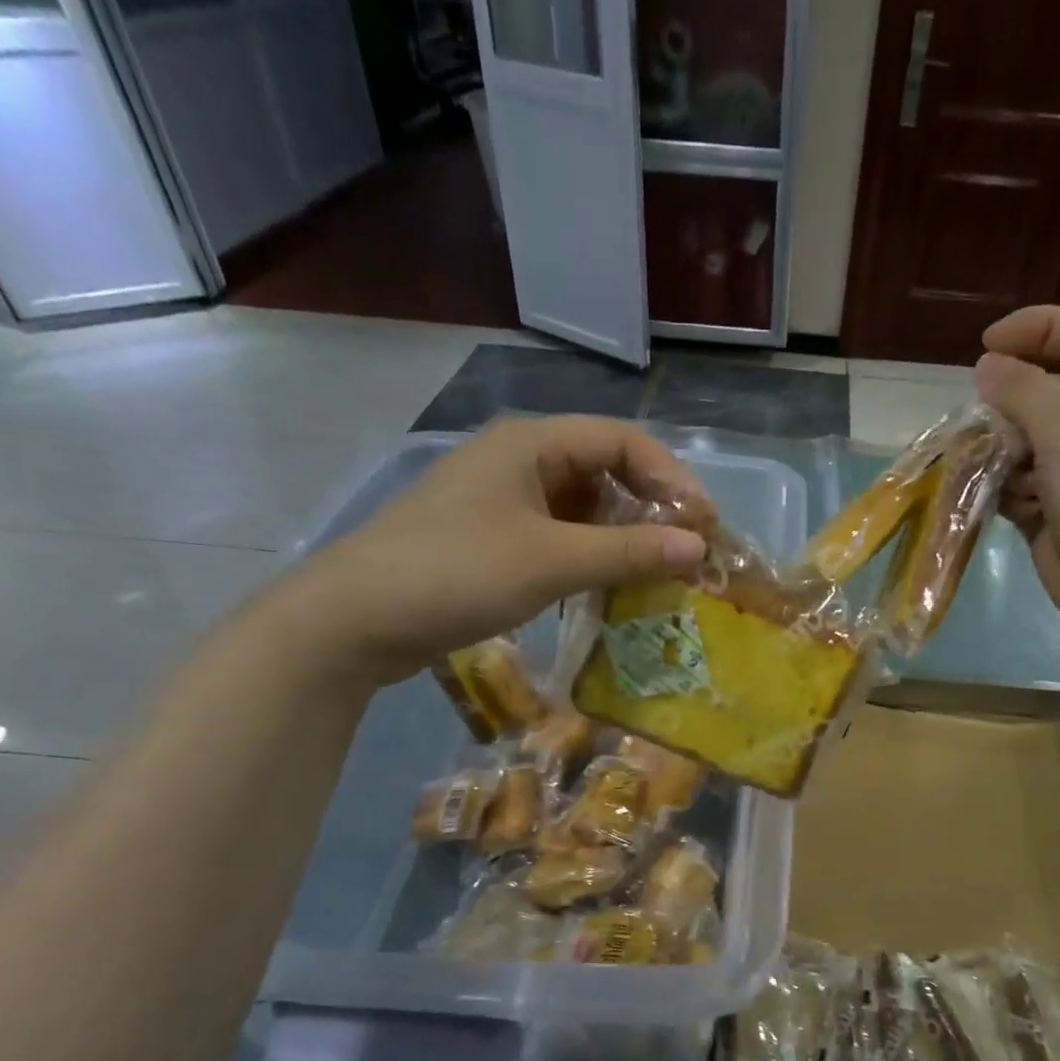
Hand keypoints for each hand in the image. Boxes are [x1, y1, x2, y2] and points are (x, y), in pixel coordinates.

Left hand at [277, 416, 711, 685]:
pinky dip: (589, 556)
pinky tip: (604, 588)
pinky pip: (558, 535)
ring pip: (582, 507)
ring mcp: (502, 500)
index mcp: (532, 443)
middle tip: (684, 554)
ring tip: (653, 576)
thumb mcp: (552, 561)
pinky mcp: (491, 537)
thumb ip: (629, 553)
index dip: (672, 478)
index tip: (703, 525)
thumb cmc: (457, 573)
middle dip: (650, 510)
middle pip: (605, 471)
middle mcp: (519, 460)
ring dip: (621, 537)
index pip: (624, 441)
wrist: (355, 618)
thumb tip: (699, 548)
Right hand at [974, 306, 1059, 650]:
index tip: (986, 347)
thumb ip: (1023, 390)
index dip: (1036, 330)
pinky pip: (1018, 488)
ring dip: (998, 451)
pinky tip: (989, 499)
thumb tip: (988, 366)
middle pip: (1047, 393)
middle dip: (1008, 403)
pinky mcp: (1055, 514)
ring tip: (978, 466)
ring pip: (1025, 444)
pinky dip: (1000, 490)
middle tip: (977, 420)